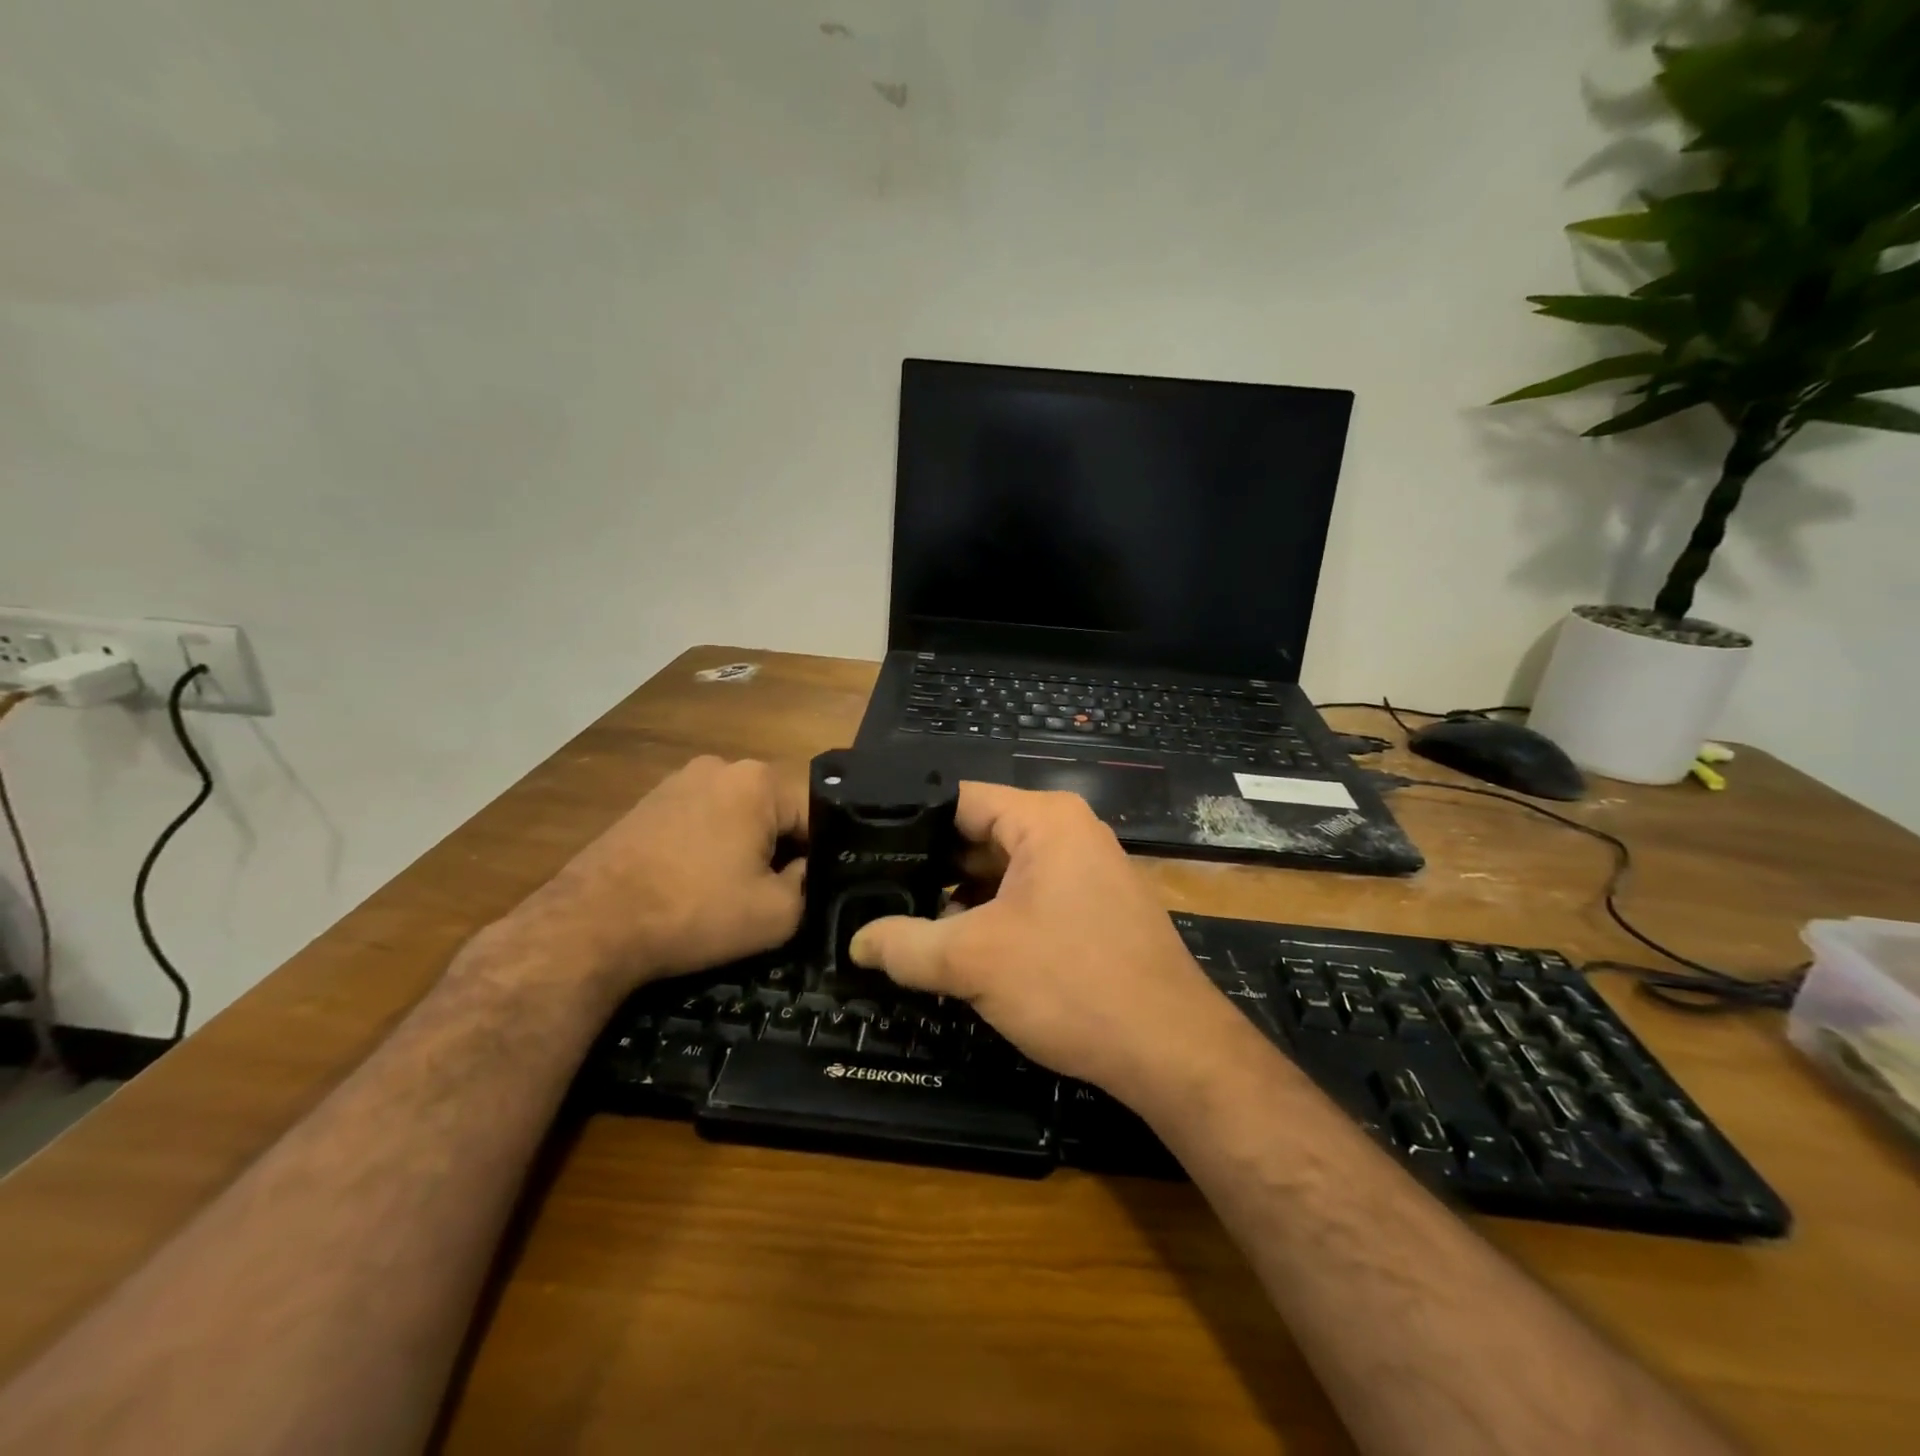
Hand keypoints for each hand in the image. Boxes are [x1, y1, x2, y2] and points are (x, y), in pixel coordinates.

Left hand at [529, 755, 805, 988]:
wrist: (590, 925)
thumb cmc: (694, 911)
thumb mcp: (777, 913)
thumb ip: (809, 884)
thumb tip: (805, 869)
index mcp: (758, 780)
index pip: (814, 814)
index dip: (819, 856)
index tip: (809, 892)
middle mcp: (719, 766)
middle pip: (773, 811)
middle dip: (779, 849)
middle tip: (770, 895)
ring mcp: (677, 782)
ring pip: (736, 816)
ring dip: (742, 848)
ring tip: (728, 893)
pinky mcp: (647, 804)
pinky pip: (699, 821)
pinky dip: (707, 848)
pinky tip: (693, 884)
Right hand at [848, 783, 1241, 1100]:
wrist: (1171, 1050)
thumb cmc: (1071, 983)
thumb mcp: (974, 961)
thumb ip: (905, 945)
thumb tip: (856, 941)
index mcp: (1045, 820)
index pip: (960, 799)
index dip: (908, 821)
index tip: (864, 848)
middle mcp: (1069, 833)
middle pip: (980, 836)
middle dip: (931, 867)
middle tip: (873, 891)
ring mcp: (1085, 871)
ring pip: (1002, 872)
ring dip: (959, 899)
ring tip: (903, 922)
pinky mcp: (1092, 909)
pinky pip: (1028, 898)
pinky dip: (991, 917)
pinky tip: (956, 947)